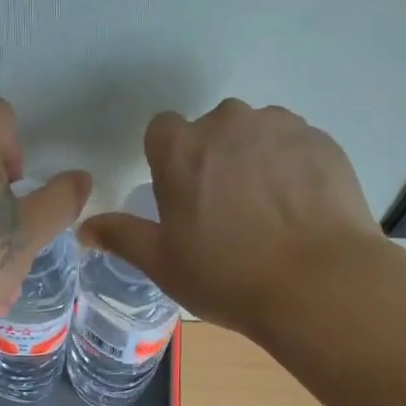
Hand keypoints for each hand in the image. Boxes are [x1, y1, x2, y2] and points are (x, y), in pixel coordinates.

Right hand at [78, 99, 382, 336]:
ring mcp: (281, 126)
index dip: (166, 164)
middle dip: (211, 162)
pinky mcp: (322, 141)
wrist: (316, 282)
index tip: (178, 200)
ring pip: (254, 137)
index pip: (161, 132)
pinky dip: (289, 172)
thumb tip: (84, 228)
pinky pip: (293, 148)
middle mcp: (229, 122)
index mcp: (182, 149)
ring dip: (251, 164)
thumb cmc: (226, 276)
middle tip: (222, 216)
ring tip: (264, 217)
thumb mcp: (163, 264)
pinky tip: (295, 214)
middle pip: (210, 132)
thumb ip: (122, 237)